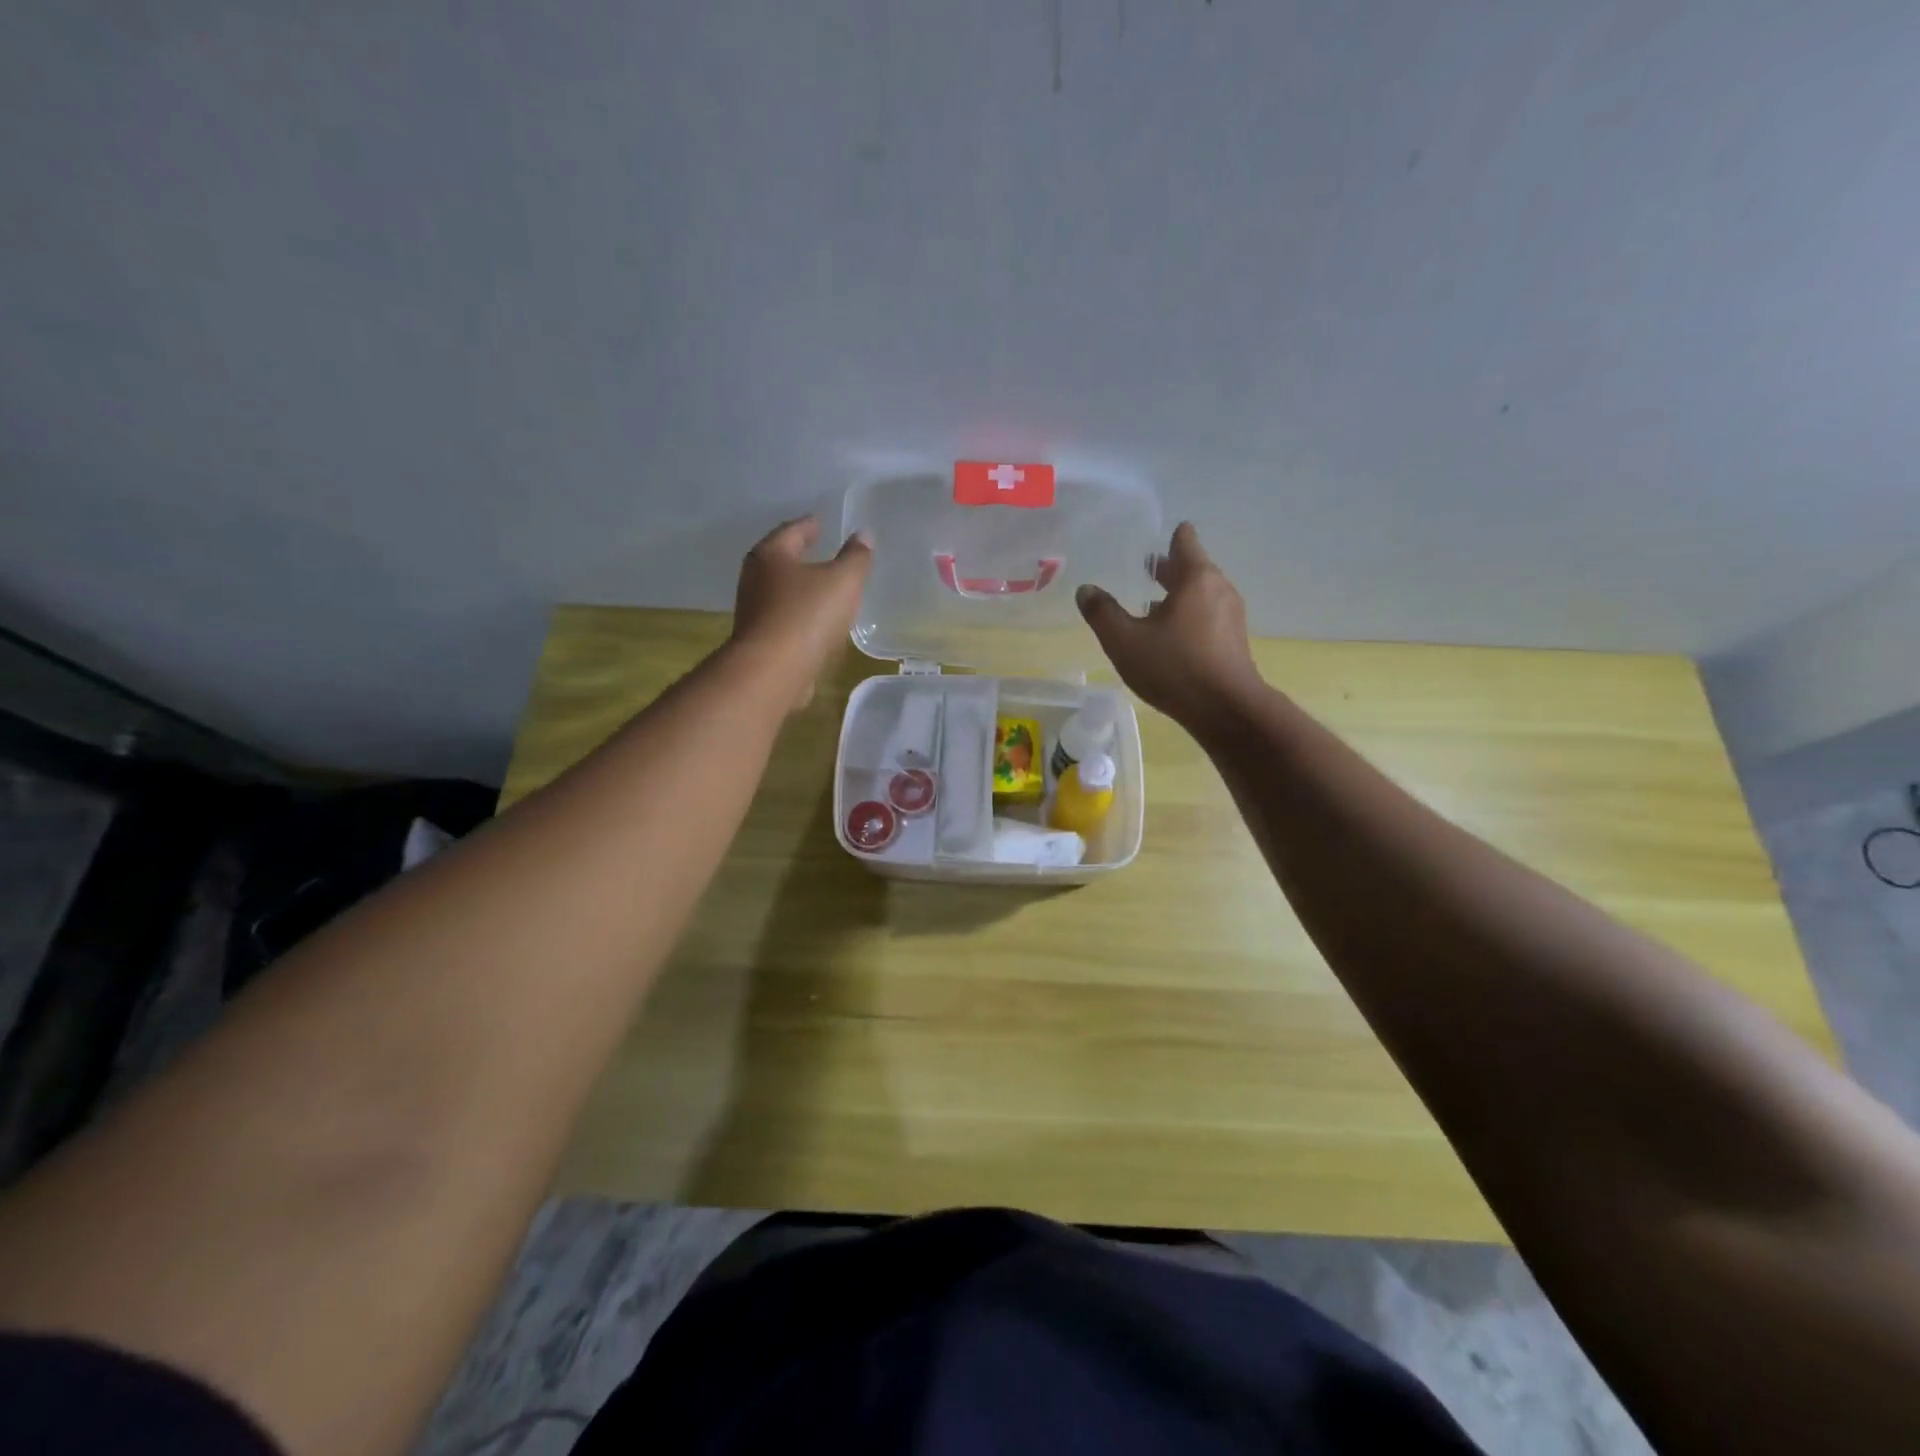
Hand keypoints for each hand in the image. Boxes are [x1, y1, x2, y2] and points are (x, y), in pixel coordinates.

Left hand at [730, 516, 873, 710]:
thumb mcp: (843, 581)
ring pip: (781, 590)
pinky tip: (815, 622)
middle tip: (822, 550)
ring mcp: (754, 611)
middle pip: (780, 559)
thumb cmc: (807, 615)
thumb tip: (864, 535)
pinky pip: (784, 618)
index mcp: (771, 555)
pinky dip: (799, 614)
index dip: (810, 525)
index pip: (792, 530)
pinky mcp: (760, 640)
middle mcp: (755, 578)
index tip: (822, 522)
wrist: (773, 670)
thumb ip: (856, 557)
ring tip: (823, 588)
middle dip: (800, 555)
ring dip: (800, 587)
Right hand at [1077, 522, 1263, 728]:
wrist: (1226, 710)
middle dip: (1168, 569)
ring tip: (1150, 605)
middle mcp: (1219, 589)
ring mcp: (1231, 616)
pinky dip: (1188, 616)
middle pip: (1193, 567)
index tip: (1149, 544)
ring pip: (1200, 594)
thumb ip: (1102, 614)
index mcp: (1196, 578)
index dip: (1168, 538)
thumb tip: (1085, 590)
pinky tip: (1169, 637)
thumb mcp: (1125, 641)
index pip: (1185, 540)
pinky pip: (1207, 616)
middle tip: (1142, 571)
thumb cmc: (1174, 668)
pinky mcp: (1233, 641)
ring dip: (1177, 595)